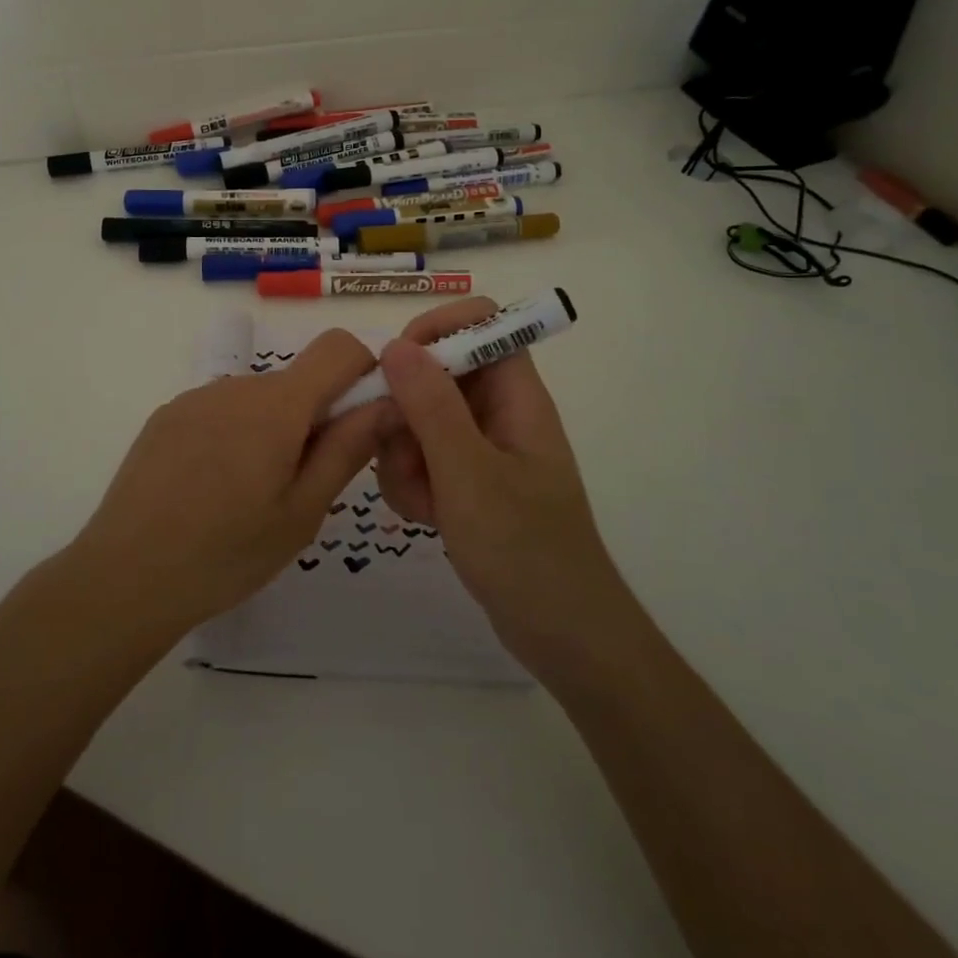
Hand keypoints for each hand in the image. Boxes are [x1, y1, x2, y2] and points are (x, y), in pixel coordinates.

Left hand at [71, 330, 386, 634]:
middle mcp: (237, 385)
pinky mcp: (166, 416)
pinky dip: (232, 437)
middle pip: (296, 382)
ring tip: (248, 497)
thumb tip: (388, 402)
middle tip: (299, 487)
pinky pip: (220, 412)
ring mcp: (195, 398)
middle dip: (313, 419)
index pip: (339, 347)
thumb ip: (347, 449)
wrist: (125, 575)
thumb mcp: (302, 512)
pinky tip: (209, 491)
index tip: (358, 424)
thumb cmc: (227, 552)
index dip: (362, 373)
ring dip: (271, 432)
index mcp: (278, 405)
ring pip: (257, 401)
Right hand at [373, 298, 622, 673]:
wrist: (563, 636)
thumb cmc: (525, 550)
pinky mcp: (465, 481)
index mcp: (516, 396)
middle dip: (405, 412)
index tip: (399, 363)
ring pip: (418, 419)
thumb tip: (395, 345)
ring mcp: (480, 449)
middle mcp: (498, 412)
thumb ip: (431, 406)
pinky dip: (412, 483)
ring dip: (404, 457)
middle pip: (436, 373)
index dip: (438, 328)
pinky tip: (425, 519)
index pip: (482, 322)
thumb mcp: (469, 474)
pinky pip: (421, 458)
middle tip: (402, 453)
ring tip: (422, 502)